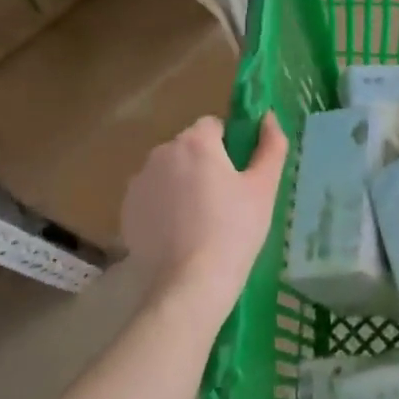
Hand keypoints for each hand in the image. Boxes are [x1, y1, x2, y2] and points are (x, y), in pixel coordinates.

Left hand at [121, 113, 287, 309]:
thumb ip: (272, 146)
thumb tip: (269, 117)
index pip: (214, 125)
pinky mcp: (126, 210)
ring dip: (183, 184)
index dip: (230, 146)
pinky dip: (165, 207)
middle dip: (205, 165)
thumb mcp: (264, 187)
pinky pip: (152, 197)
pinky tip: (180, 234)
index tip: (240, 175)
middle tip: (225, 200)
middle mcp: (162, 153)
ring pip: (169, 172)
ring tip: (201, 221)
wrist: (191, 282)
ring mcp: (139, 182)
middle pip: (189, 148)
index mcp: (196, 142)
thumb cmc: (235, 230)